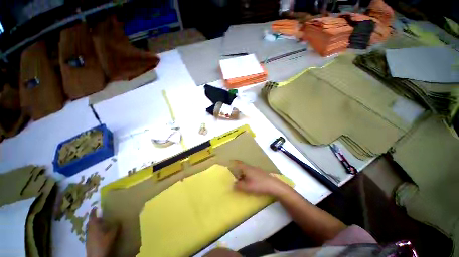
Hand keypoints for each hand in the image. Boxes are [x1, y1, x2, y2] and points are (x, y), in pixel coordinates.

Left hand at [86, 208, 118, 256]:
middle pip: (91, 222)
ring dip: (96, 225)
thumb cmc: (103, 243)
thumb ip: (115, 226)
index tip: (96, 206)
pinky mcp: (89, 242)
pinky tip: (101, 233)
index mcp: (94, 225)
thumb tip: (119, 219)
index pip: (92, 216)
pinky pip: (92, 233)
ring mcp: (88, 236)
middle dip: (95, 218)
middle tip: (101, 215)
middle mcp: (89, 229)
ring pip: (91, 228)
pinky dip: (96, 231)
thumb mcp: (112, 234)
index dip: (93, 211)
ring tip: (103, 224)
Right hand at [232, 160, 289, 196]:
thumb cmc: (259, 184)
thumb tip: (232, 184)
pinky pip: (252, 172)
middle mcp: (251, 167)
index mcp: (247, 168)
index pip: (239, 163)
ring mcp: (257, 169)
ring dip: (244, 174)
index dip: (234, 162)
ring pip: (248, 170)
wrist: (273, 185)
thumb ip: (238, 186)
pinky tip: (250, 182)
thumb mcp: (247, 187)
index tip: (230, 161)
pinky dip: (248, 176)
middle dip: (238, 171)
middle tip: (235, 177)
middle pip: (243, 167)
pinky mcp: (261, 173)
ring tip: (242, 181)